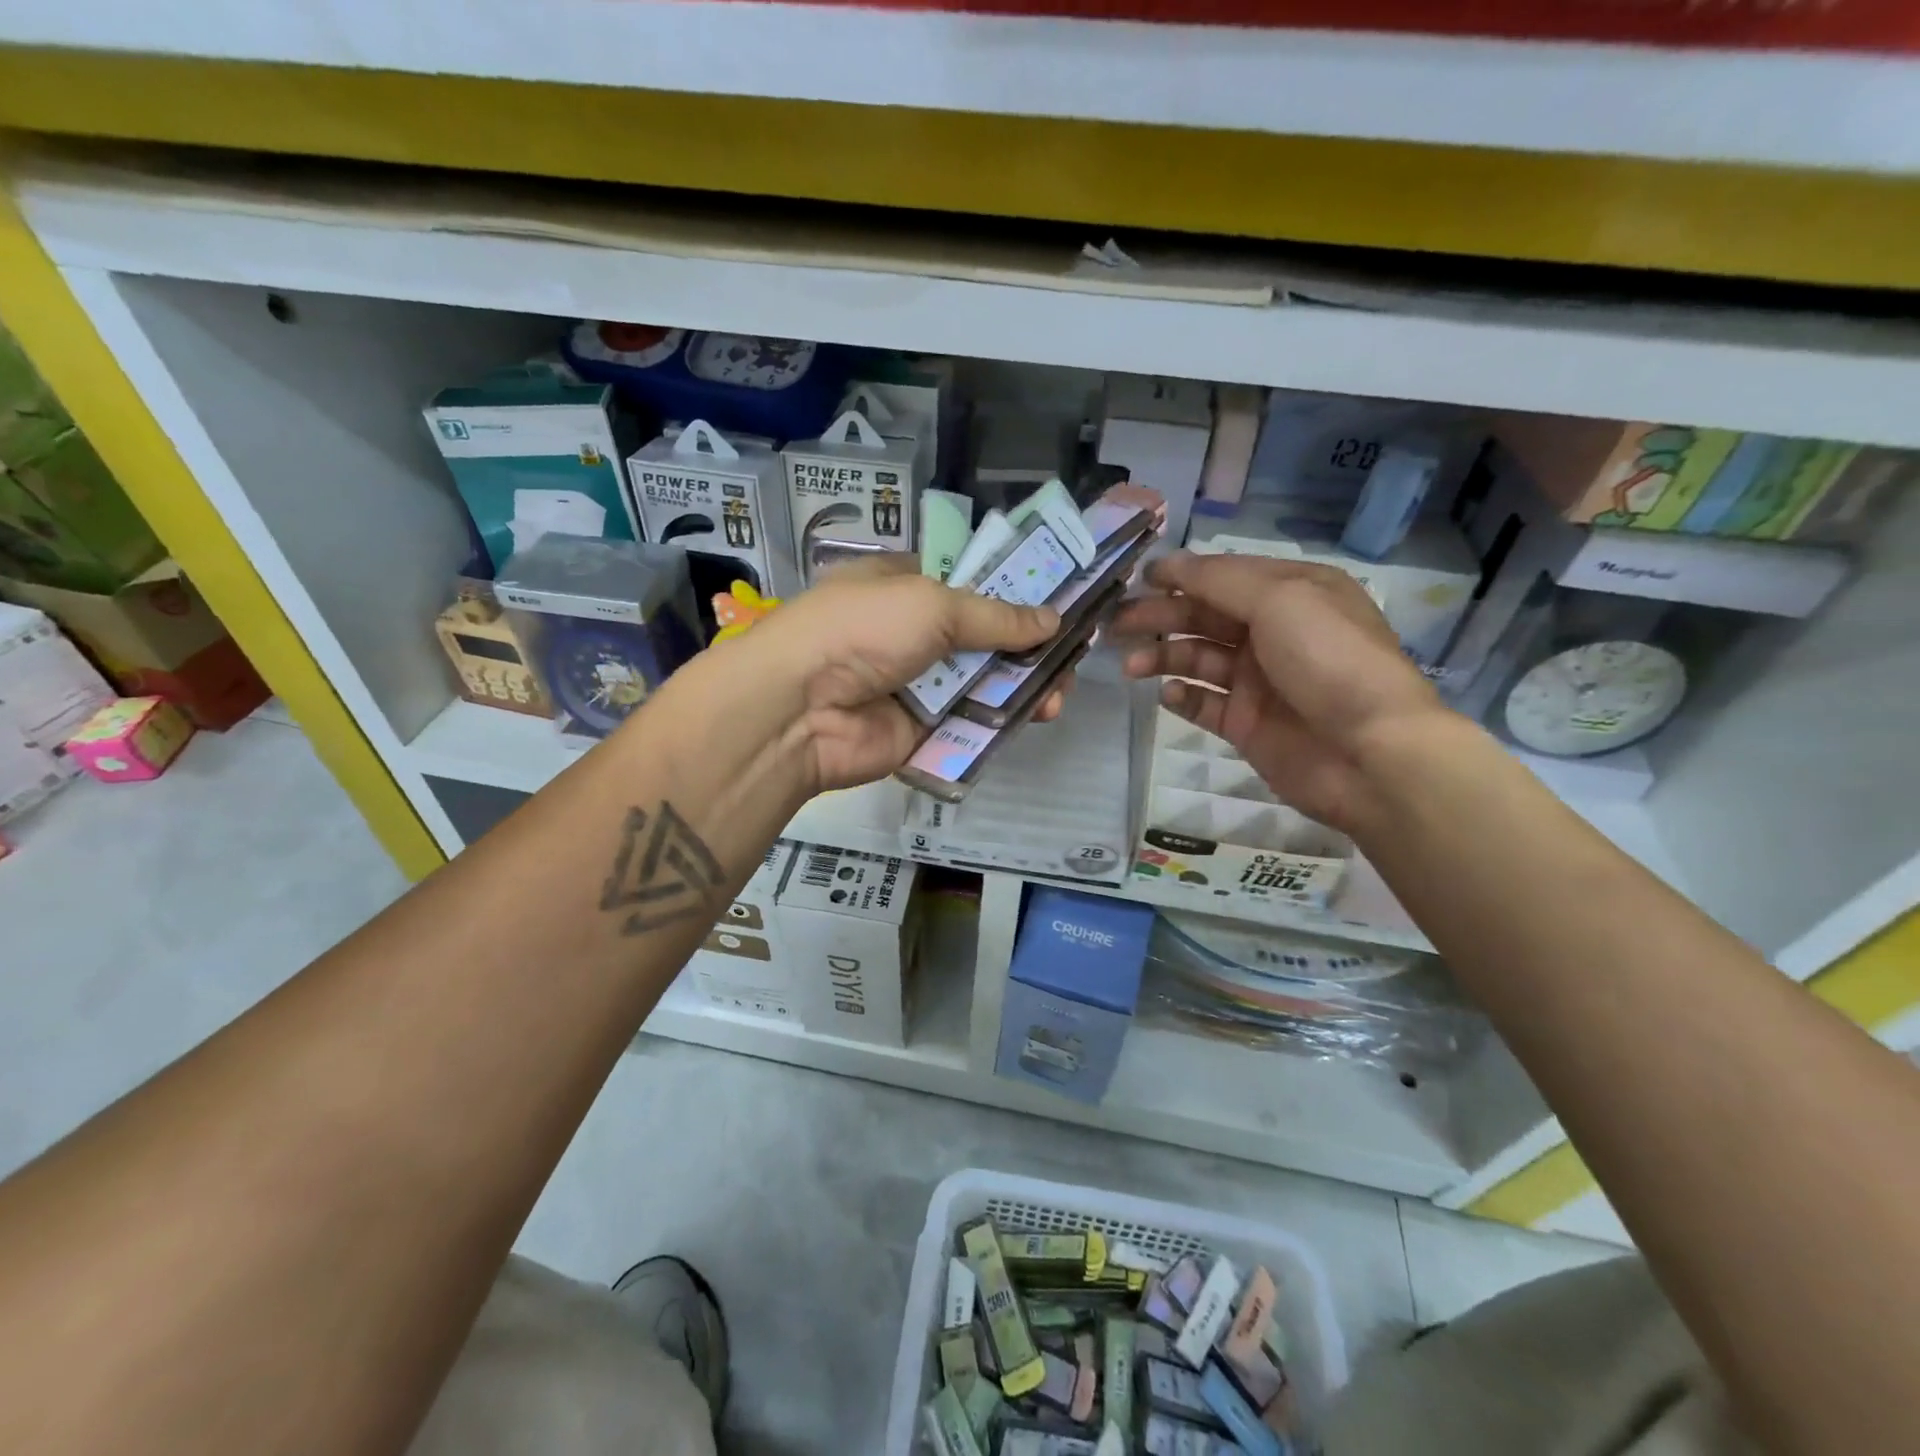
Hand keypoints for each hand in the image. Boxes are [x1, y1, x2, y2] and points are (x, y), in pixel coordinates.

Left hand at [745, 557, 1066, 792]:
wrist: (801, 708)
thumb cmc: (863, 630)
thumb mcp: (932, 605)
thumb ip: (995, 616)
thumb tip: (1052, 620)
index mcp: (904, 586)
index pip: (967, 583)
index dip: (1012, 591)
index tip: (1058, 600)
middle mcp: (911, 632)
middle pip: (982, 636)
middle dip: (1027, 644)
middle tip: (1071, 654)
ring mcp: (916, 682)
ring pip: (981, 681)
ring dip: (1023, 684)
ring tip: (1061, 692)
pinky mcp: (921, 729)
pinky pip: (969, 721)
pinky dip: (1001, 718)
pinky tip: (1038, 714)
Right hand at [1111, 551, 1442, 834]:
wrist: (1369, 752)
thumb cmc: (1329, 660)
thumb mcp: (1280, 599)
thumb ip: (1219, 580)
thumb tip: (1169, 565)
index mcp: (1291, 593)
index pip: (1224, 576)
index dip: (1181, 577)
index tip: (1137, 581)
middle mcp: (1273, 632)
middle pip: (1204, 617)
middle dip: (1160, 617)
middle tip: (1117, 626)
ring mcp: (1258, 681)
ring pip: (1197, 659)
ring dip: (1163, 657)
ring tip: (1132, 666)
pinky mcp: (1246, 723)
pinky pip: (1203, 703)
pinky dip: (1182, 697)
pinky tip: (1168, 695)